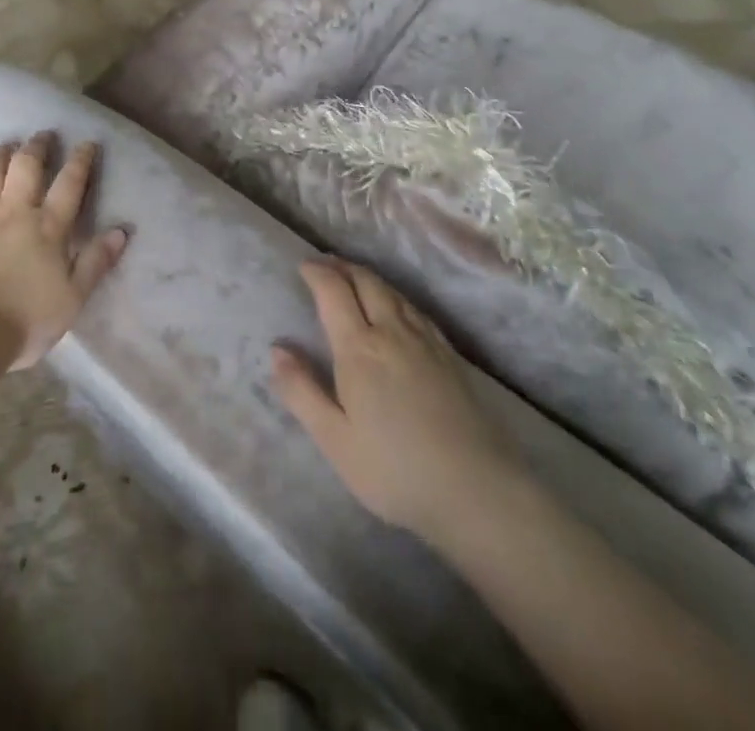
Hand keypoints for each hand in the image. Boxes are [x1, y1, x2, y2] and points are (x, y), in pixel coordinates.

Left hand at [0, 133, 128, 370]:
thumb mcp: (73, 297)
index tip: (87, 142)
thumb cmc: (26, 320)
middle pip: (26, 169)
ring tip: (5, 145)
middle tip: (43, 134)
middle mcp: (14, 213)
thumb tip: (122, 230)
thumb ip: (96, 261)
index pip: (69, 185)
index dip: (80, 161)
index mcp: (48, 228)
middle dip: (37, 147)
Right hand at [273, 259, 523, 543]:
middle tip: (326, 264)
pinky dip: (396, 296)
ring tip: (355, 278)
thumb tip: (277, 349)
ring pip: (393, 292)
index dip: (317, 273)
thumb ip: (302, 392)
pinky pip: (416, 309)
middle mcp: (392, 331)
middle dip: (343, 267)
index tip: (303, 267)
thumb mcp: (335, 440)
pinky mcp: (450, 356)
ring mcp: (426, 341)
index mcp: (359, 348)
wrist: (477, 490)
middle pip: (366, 282)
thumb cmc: (394, 470)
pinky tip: (397, 308)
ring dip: (369, 278)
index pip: (334, 291)